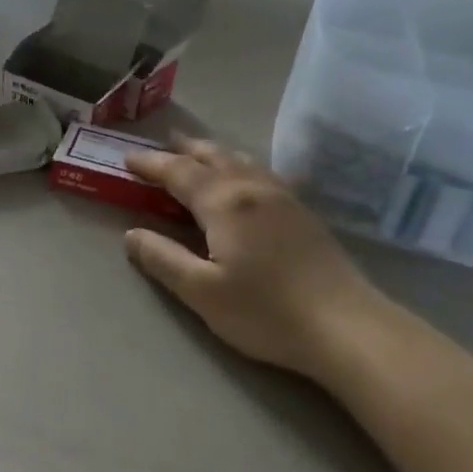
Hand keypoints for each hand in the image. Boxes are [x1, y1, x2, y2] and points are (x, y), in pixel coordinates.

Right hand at [123, 138, 389, 384]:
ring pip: (241, 160)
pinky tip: (245, 177)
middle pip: (213, 156)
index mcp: (224, 202)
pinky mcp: (302, 212)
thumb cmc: (265, 311)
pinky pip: (261, 172)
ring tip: (197, 152)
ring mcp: (283, 197)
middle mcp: (253, 188)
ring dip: (213, 152)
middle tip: (162, 145)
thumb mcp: (202, 292)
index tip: (128, 160)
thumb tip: (131, 235)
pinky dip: (239, 164)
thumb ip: (163, 259)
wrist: (345, 325)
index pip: (178, 172)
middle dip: (184, 149)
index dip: (151, 164)